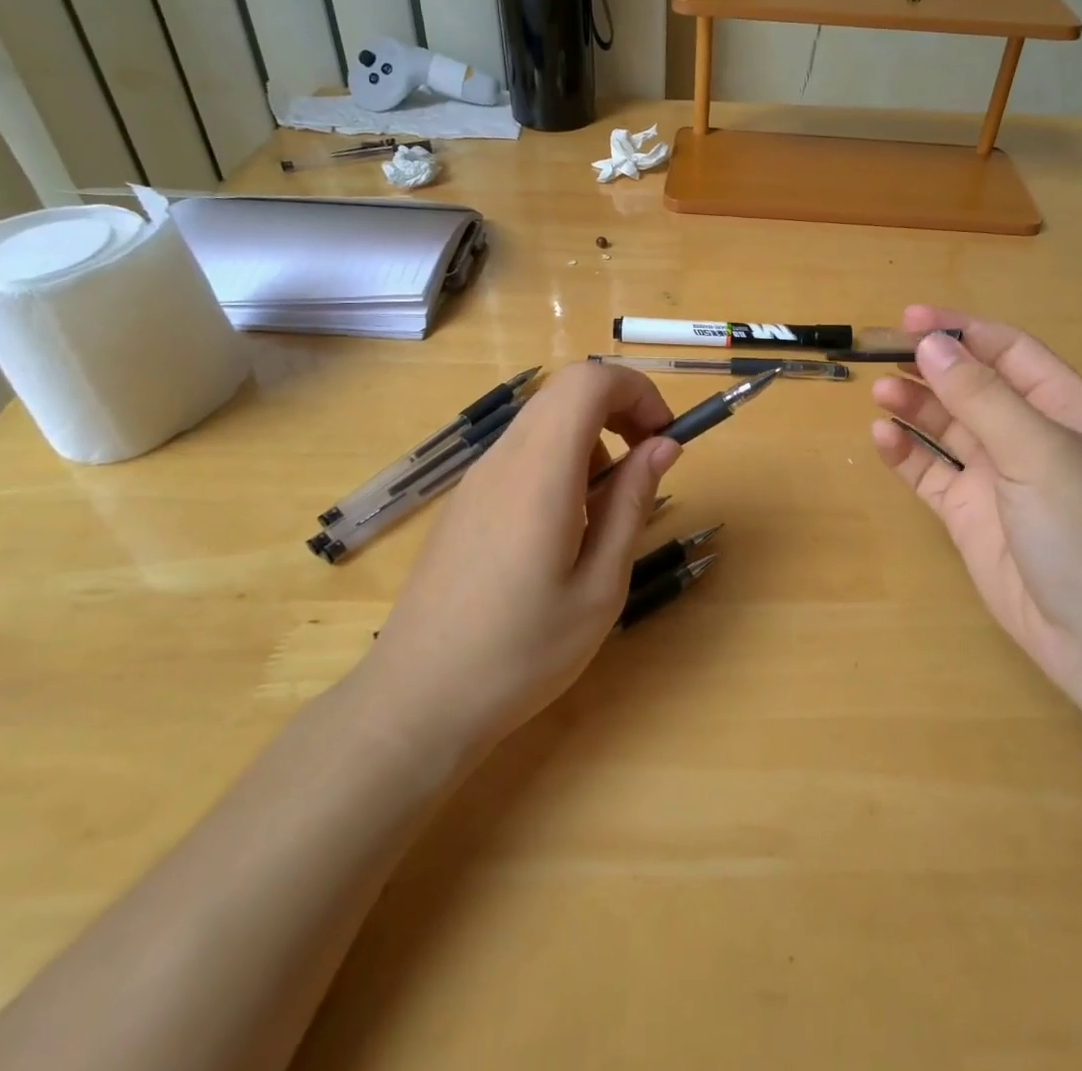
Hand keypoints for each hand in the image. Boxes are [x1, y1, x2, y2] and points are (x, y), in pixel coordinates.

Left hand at [361, 362, 680, 750]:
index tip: (663, 440)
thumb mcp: (600, 585)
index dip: (637, 392)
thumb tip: (663, 445)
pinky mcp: (465, 501)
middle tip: (646, 464)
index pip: (588, 381)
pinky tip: (561, 529)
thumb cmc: (522, 652)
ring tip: (603, 511)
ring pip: (544, 419)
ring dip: (591, 439)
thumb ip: (632, 502)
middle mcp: (503, 459)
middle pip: (565, 390)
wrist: (417, 701)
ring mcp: (477, 478)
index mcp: (540, 473)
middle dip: (620, 409)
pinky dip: (559, 462)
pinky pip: (522, 452)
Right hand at [870, 306, 1081, 707]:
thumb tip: (931, 345)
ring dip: (915, 406)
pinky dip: (906, 454)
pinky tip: (882, 438)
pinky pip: (932, 473)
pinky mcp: (971, 516)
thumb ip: (982, 397)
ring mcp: (999, 478)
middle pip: (973, 387)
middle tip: (881, 354)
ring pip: (948, 428)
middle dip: (931, 368)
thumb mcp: (1039, 452)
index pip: (1009, 352)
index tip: (911, 319)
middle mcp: (1031, 437)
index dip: (962, 331)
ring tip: (879, 391)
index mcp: (1065, 409)